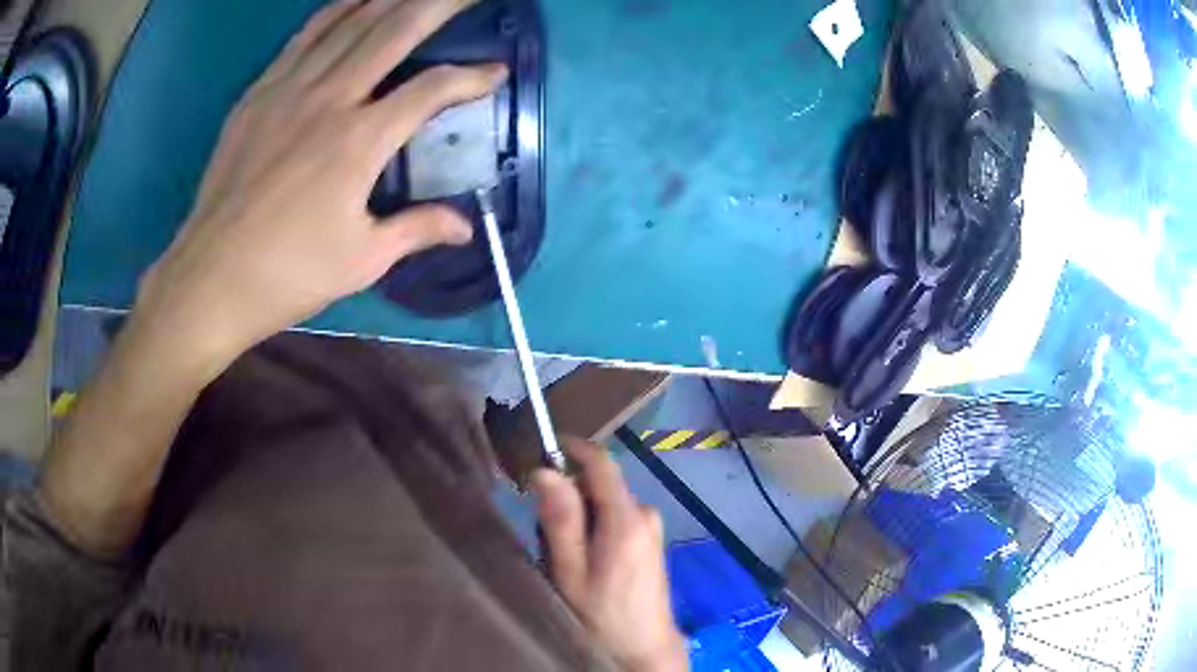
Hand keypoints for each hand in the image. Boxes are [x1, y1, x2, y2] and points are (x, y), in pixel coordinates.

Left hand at [136, 0, 504, 365]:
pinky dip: (334, 12)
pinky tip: (354, 1)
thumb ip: (417, 230)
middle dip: (440, 5)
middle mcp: (329, 99)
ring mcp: (288, 90)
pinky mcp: (258, 94)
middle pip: (394, 31)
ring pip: (349, 23)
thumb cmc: (288, 274)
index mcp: (359, 142)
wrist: (210, 278)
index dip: (471, 78)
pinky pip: (303, 38)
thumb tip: (465, 226)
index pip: (431, 90)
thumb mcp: (362, 260)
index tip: (495, 73)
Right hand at [532, 439, 687, 671]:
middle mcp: (646, 514)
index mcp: (626, 519)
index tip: (542, 451)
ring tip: (567, 555)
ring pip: (607, 502)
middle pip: (600, 484)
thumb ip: (560, 520)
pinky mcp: (652, 540)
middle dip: (570, 496)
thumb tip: (544, 471)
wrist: (643, 646)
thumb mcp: (570, 571)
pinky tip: (589, 561)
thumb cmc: (601, 613)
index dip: (572, 449)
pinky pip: (618, 517)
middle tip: (546, 532)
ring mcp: (652, 527)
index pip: (601, 462)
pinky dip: (597, 527)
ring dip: (582, 516)